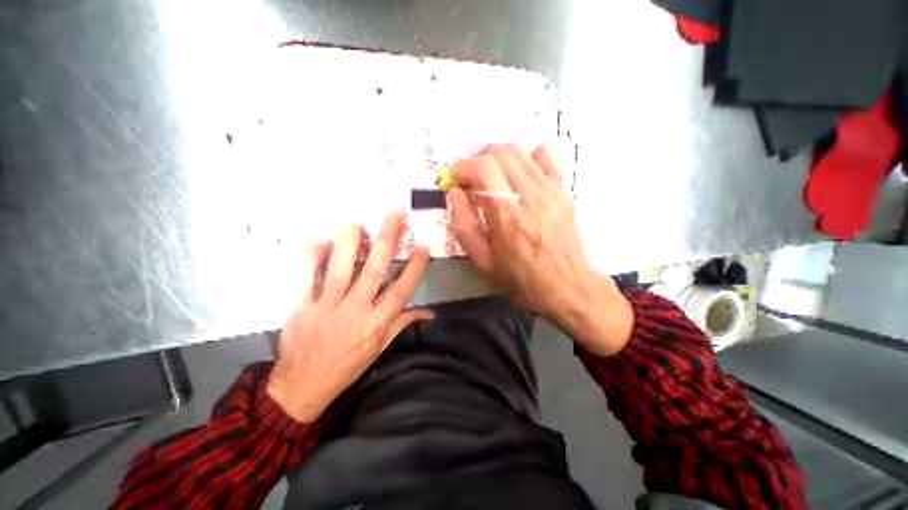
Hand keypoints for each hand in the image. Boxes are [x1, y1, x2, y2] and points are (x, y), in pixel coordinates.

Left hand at [267, 211, 432, 421]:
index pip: (401, 292)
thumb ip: (402, 323)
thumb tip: (428, 312)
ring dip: (348, 245)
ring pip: (339, 271)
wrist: (302, 387)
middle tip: (394, 217)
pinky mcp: (301, 308)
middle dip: (386, 242)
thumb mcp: (380, 348)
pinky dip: (312, 259)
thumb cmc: (348, 365)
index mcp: (376, 324)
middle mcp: (355, 312)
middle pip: (373, 273)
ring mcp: (326, 309)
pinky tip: (321, 242)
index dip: (414, 268)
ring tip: (356, 224)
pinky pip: (306, 279)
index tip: (422, 246)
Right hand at [447, 143, 633, 356]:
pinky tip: (519, 178)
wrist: (566, 286)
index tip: (454, 179)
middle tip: (471, 180)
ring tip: (492, 179)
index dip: (462, 167)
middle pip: (499, 151)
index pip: (483, 167)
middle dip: (476, 159)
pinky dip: (524, 159)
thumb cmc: (520, 278)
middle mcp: (531, 195)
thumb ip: (463, 223)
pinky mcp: (564, 188)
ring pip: (518, 150)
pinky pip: (543, 155)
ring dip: (497, 159)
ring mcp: (551, 188)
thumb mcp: (482, 260)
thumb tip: (455, 192)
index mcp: (508, 216)